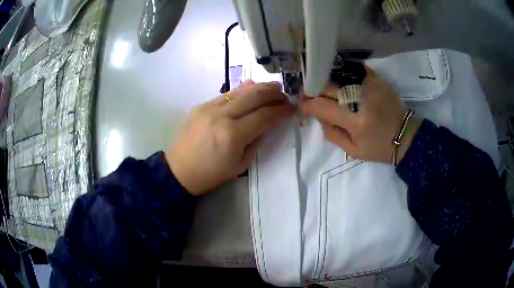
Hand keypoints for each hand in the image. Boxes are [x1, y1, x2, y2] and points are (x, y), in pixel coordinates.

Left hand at [166, 81, 294, 195]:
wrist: (179, 170)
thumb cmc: (211, 174)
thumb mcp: (241, 164)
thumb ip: (257, 140)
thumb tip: (268, 123)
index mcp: (233, 135)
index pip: (265, 116)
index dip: (282, 111)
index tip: (292, 108)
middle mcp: (222, 116)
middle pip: (254, 96)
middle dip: (274, 93)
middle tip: (285, 95)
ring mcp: (209, 108)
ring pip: (240, 91)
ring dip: (260, 87)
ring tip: (273, 87)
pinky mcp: (201, 105)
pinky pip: (226, 94)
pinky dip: (242, 90)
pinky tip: (251, 88)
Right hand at [300, 67, 420, 163]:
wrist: (406, 136)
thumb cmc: (379, 147)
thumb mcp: (353, 150)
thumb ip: (332, 133)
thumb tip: (318, 115)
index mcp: (355, 122)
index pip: (322, 107)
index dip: (308, 104)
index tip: (302, 104)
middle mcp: (361, 99)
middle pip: (328, 86)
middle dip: (313, 88)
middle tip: (308, 91)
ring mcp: (371, 85)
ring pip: (339, 75)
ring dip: (326, 79)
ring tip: (320, 83)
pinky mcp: (378, 79)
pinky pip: (355, 68)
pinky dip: (343, 71)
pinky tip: (338, 75)